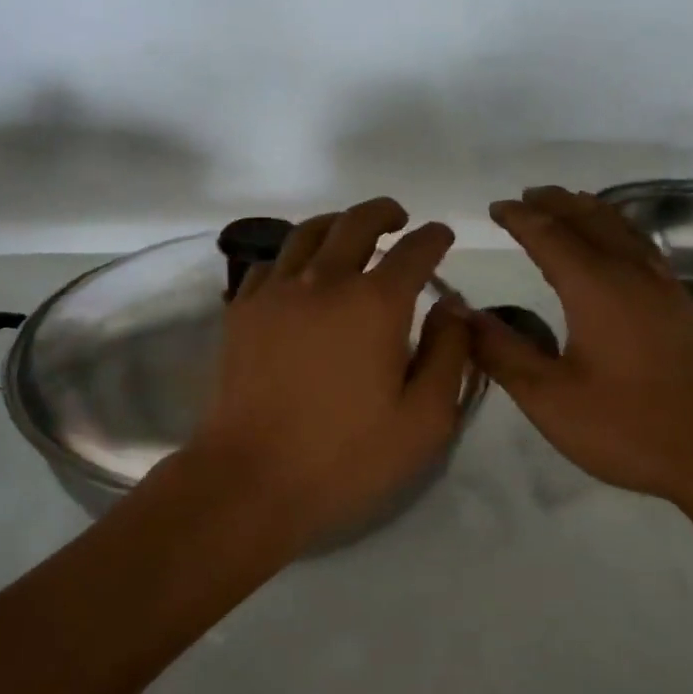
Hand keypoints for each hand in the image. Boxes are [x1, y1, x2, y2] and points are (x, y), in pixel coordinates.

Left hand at [183, 198, 471, 550]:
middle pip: (356, 223)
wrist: (251, 480)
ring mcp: (275, 292)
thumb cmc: (346, 457)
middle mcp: (324, 281)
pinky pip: (269, 263)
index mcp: (375, 303)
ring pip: (307, 233)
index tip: (441, 236)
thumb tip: (452, 307)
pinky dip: (292, 255)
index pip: (414, 250)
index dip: (434, 237)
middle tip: (398, 218)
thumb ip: (448, 355)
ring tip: (349, 233)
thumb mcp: (424, 420)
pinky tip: (298, 273)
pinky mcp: (240, 311)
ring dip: (336, 224)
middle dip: (384, 213)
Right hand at [471, 187, 692, 531]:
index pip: (549, 236)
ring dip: (590, 210)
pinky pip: (644, 247)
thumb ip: (503, 352)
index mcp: (596, 287)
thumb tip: (463, 313)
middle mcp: (632, 274)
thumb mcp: (549, 398)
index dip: (519, 218)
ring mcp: (666, 287)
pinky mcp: (685, 306)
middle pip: (590, 220)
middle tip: (528, 196)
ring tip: (570, 204)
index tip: (495, 207)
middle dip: (556, 203)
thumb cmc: (629, 427)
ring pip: (623, 229)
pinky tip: (620, 247)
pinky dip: (620, 230)